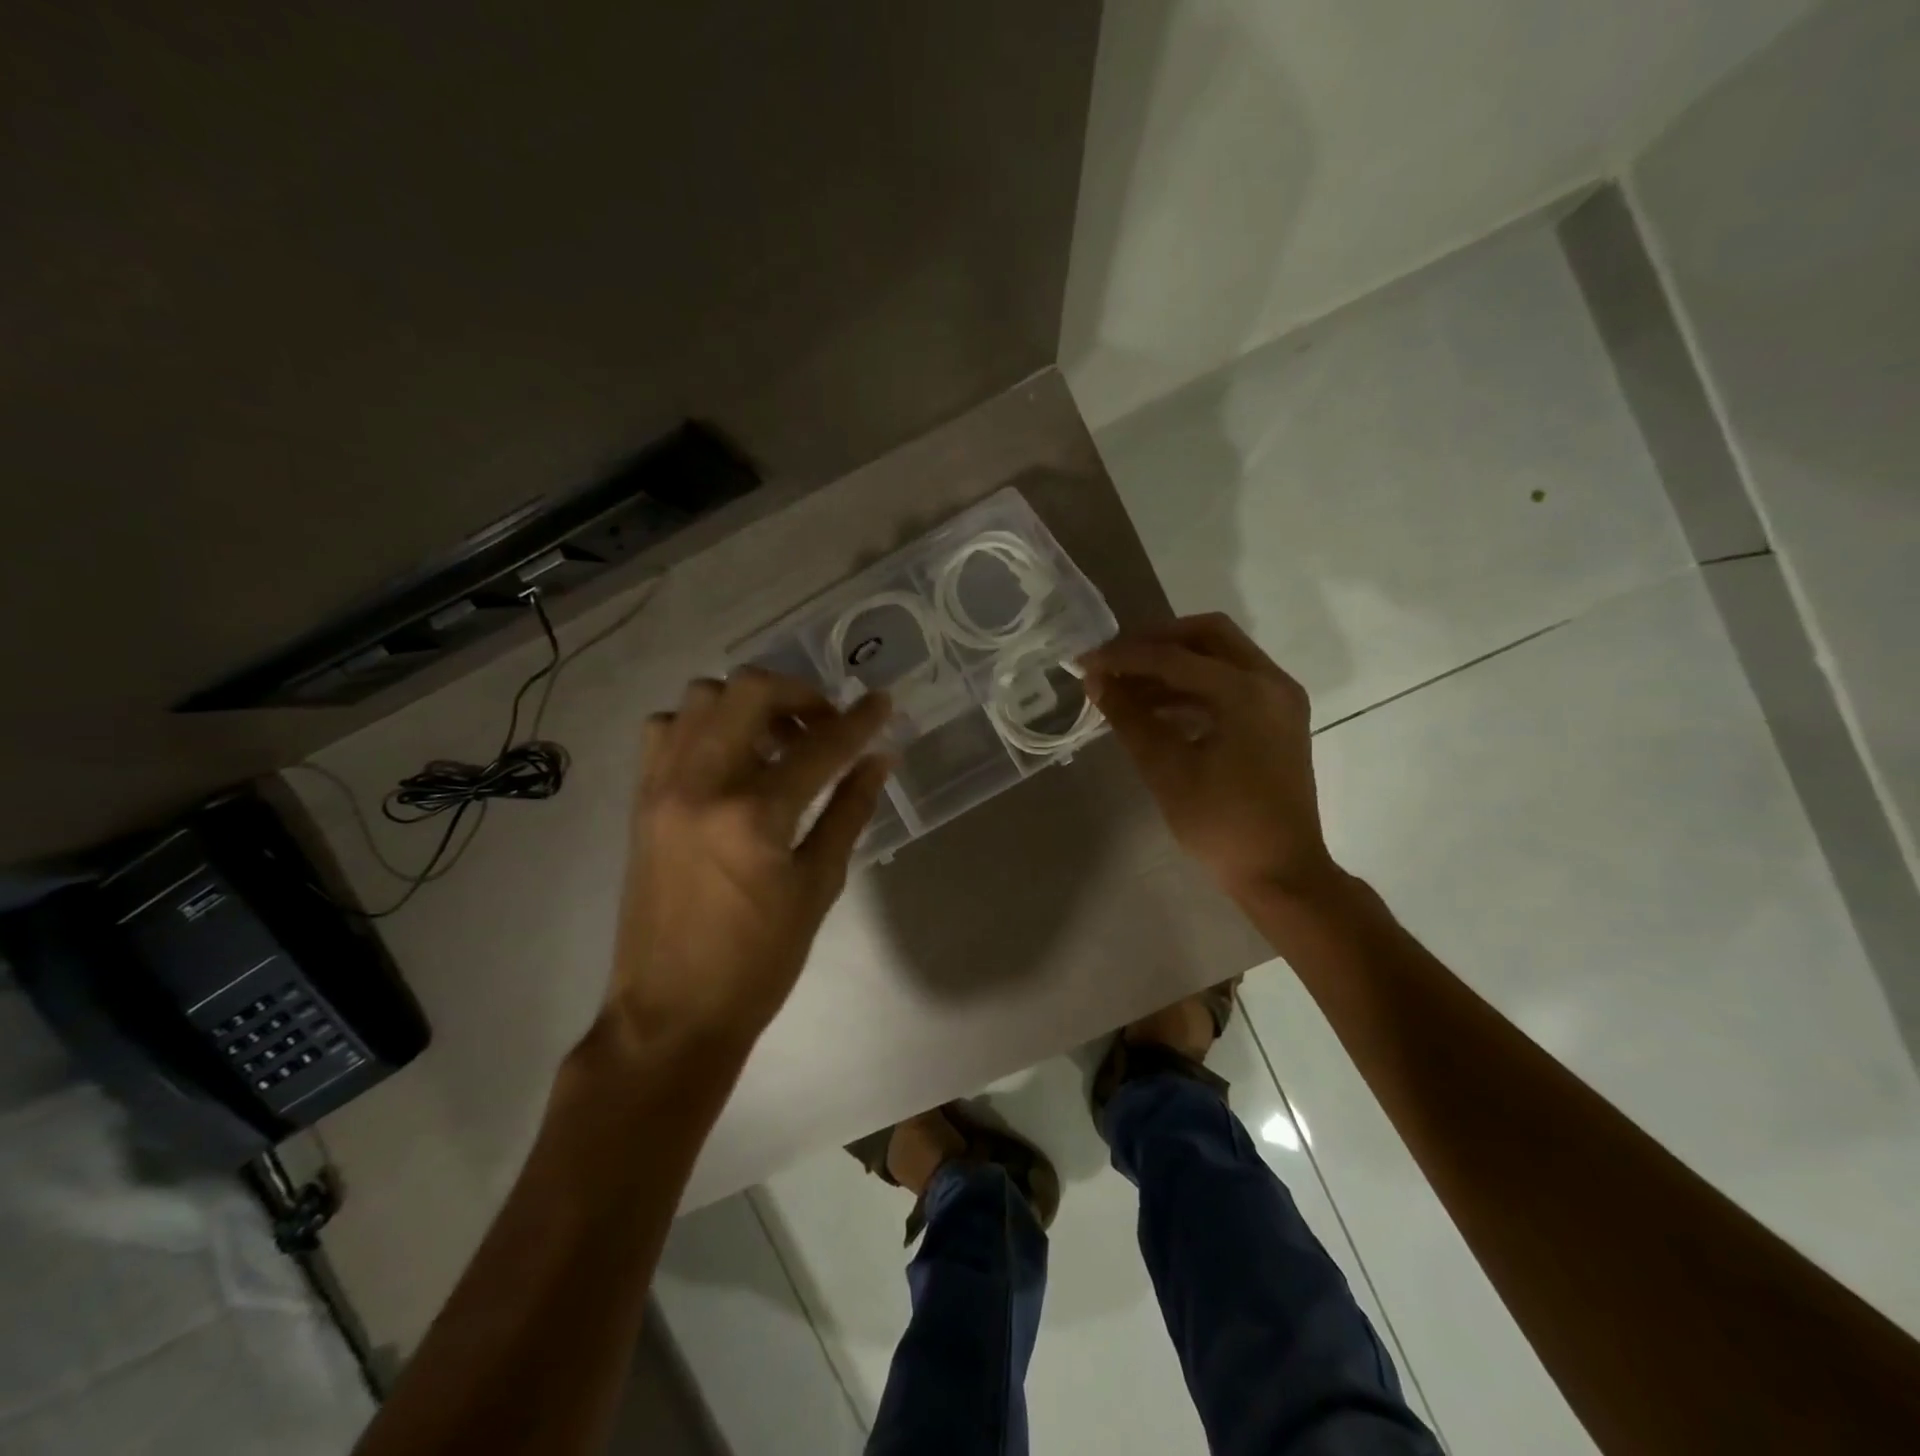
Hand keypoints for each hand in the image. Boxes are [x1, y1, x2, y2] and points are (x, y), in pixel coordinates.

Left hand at [607, 670, 891, 1048]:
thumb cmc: (757, 961)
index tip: (883, 702)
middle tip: (825, 724)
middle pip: (749, 691)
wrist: (670, 1013)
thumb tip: (879, 760)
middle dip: (799, 693)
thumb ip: (848, 811)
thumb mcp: (818, 887)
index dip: (859, 720)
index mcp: (753, 814)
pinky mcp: (640, 800)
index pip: (820, 744)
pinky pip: (666, 730)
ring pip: (701, 697)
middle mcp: (701, 783)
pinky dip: (702, 725)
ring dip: (748, 704)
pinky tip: (729, 758)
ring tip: (776, 740)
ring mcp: (662, 787)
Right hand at [1082, 614, 1335, 898]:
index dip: (1124, 657)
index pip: (1174, 656)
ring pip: (1221, 658)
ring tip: (1126, 688)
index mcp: (1246, 692)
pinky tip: (1157, 709)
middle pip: (1208, 635)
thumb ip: (1129, 717)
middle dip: (1156, 642)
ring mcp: (1280, 699)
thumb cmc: (1221, 824)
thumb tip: (1095, 680)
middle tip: (1115, 659)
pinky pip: (1231, 684)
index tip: (1085, 662)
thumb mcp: (1166, 770)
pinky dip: (1193, 687)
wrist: (1281, 872)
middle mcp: (1271, 682)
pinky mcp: (1277, 719)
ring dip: (1173, 665)